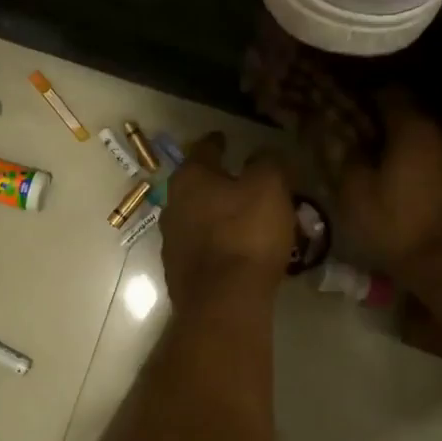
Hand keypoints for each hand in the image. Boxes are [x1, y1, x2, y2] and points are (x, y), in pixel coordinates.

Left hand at [160, 134, 295, 308]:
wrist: (224, 302)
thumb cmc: (247, 233)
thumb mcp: (269, 187)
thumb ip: (267, 163)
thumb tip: (263, 154)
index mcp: (190, 178)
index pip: (205, 149)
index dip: (218, 142)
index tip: (226, 138)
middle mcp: (172, 205)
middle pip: (198, 186)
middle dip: (219, 183)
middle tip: (245, 184)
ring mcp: (172, 242)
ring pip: (198, 218)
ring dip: (218, 216)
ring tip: (245, 220)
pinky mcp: (179, 273)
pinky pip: (202, 248)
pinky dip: (217, 244)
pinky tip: (236, 252)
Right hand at [335, 93, 441, 276]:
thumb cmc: (397, 225)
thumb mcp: (356, 194)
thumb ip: (347, 157)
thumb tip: (340, 137)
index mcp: (413, 128)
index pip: (390, 93)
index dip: (367, 99)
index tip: (350, 111)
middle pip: (413, 116)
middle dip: (389, 126)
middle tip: (366, 143)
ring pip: (431, 142)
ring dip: (411, 150)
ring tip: (390, 169)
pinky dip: (429, 170)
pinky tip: (415, 190)